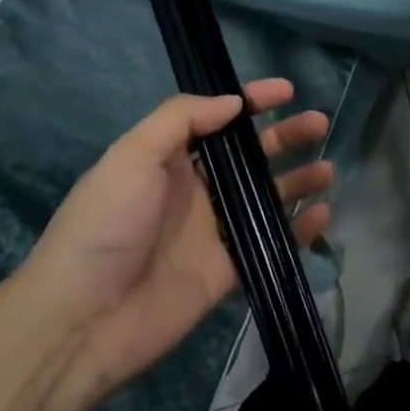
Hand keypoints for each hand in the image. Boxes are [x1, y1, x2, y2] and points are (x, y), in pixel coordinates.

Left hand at [23, 80, 331, 402]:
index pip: (219, 118)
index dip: (252, 101)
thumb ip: (181, 119)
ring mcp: (214, 231)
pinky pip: (271, 242)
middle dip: (285, 136)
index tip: (287, 90)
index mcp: (170, 158)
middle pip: (251, 155)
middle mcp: (196, 189)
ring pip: (267, 196)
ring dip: (298, 180)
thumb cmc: (105, 225)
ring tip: (327, 170)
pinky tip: (322, 216)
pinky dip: (299, 230)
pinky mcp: (227, 271)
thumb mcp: (131, 155)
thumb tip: (233, 103)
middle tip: (319, 124)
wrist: (82, 320)